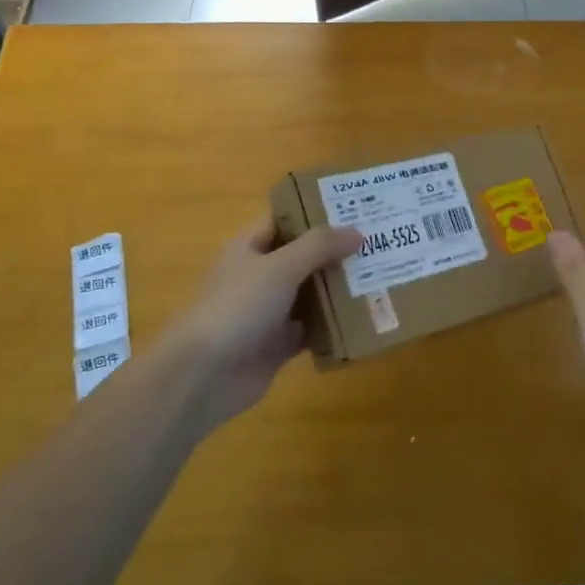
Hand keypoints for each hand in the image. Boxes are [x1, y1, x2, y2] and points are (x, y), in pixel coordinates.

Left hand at [159, 216, 359, 432]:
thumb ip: (319, 247)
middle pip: (303, 258)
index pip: (285, 220)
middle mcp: (259, 276)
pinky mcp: (278, 345)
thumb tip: (357, 231)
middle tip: (380, 243)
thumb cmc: (237, 307)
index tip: (355, 208)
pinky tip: (365, 320)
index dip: (316, 212)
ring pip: (310, 294)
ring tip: (382, 277)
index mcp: (250, 248)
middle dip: (337, 253)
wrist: (202, 375)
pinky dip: (334, 326)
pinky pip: (312, 330)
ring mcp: (268, 313)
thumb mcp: (280, 267)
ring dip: (339, 289)